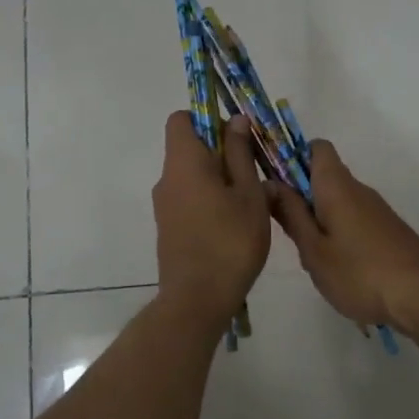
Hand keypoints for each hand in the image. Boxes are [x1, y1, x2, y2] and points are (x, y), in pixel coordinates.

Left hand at [152, 111, 270, 322]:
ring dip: (218, 179)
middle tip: (254, 171)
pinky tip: (235, 223)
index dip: (208, 118)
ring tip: (251, 201)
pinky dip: (209, 200)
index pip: (181, 119)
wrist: (198, 300)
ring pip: (191, 176)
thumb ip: (240, 154)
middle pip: (188, 147)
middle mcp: (167, 179)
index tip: (236, 135)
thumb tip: (235, 119)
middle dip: (220, 151)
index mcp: (184, 162)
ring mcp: (164, 206)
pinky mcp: (168, 228)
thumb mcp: (248, 194)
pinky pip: (189, 199)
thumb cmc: (230, 241)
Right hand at [267, 140, 418, 332]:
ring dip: (319, 218)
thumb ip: (290, 214)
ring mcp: (377, 210)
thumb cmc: (359, 272)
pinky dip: (339, 233)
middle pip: (325, 175)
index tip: (276, 183)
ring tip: (312, 257)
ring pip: (339, 201)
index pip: (316, 148)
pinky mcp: (388, 229)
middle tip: (287, 231)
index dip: (293, 157)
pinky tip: (338, 267)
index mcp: (337, 186)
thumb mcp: (313, 249)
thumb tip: (269, 183)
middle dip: (301, 195)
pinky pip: (354, 219)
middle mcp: (359, 189)